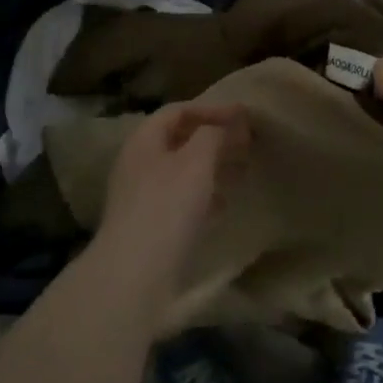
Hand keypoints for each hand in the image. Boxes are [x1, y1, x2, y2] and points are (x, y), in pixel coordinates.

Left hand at [90, 102, 247, 316]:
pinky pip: (180, 200)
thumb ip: (214, 135)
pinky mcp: (150, 227)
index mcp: (143, 141)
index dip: (211, 109)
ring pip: (181, 171)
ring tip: (241, 172)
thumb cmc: (167, 206)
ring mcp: (141, 197)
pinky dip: (204, 196)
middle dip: (214, 139)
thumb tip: (228, 124)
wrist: (135, 274)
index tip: (244, 116)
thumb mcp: (196, 161)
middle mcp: (138, 164)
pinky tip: (222, 206)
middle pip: (179, 140)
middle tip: (246, 144)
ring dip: (211, 168)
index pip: (178, 111)